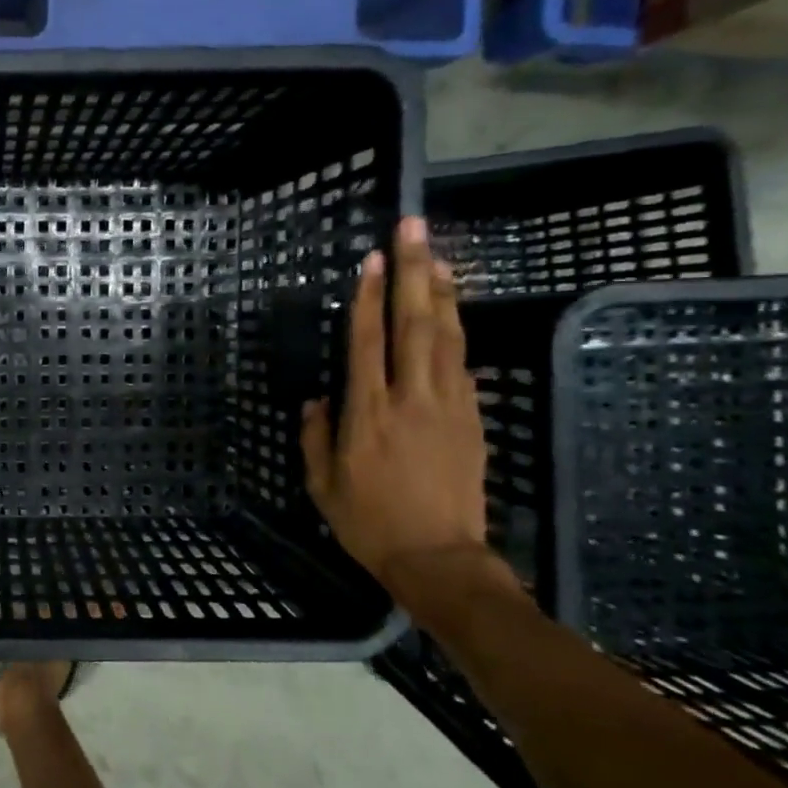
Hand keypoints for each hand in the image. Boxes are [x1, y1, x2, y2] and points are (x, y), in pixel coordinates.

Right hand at [300, 216, 489, 591]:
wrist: (439, 558)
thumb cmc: (369, 522)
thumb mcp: (322, 484)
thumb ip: (314, 437)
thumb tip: (316, 399)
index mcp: (368, 414)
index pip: (369, 342)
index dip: (370, 298)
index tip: (373, 259)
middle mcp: (411, 399)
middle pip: (415, 324)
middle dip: (414, 272)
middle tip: (415, 229)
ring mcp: (450, 406)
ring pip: (448, 337)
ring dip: (442, 293)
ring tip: (439, 257)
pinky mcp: (473, 419)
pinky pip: (463, 365)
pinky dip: (457, 333)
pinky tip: (452, 315)